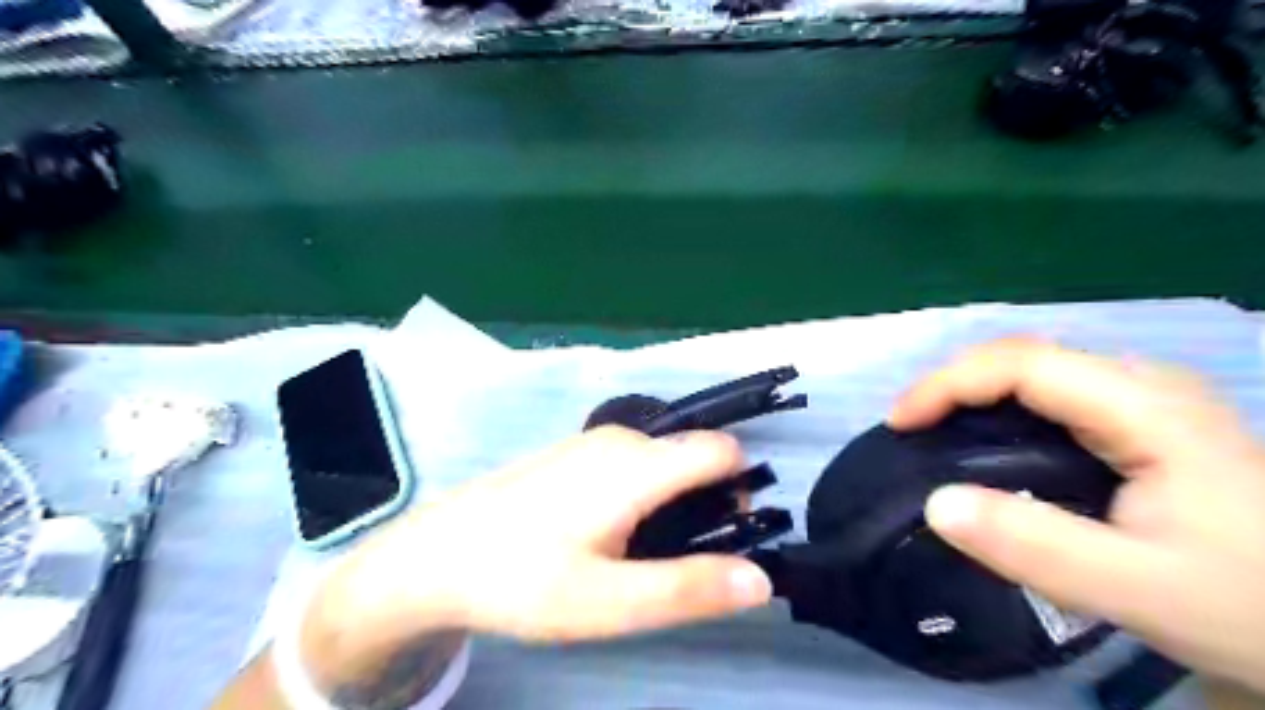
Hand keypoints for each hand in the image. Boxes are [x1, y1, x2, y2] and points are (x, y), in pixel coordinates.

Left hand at [299, 424, 770, 668]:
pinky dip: (642, 494)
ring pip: (663, 462)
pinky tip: (602, 535)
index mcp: (638, 465)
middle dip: (704, 504)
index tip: (724, 537)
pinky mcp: (574, 453)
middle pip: (694, 457)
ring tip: (634, 556)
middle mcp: (621, 439)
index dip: (739, 490)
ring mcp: (593, 442)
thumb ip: (689, 588)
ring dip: (671, 503)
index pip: (722, 451)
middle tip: (670, 563)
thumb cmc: (523, 579)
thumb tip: (762, 579)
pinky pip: (633, 464)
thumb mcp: (610, 602)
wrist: (436, 555)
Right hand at [881, 336, 1264, 692]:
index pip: (1020, 362)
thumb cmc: (1251, 604)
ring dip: (972, 396)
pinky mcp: (1142, 423)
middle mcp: (1142, 385)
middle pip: (1022, 356)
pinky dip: (999, 412)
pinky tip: (986, 446)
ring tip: (932, 434)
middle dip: (952, 385)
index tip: (898, 423)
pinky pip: (1050, 397)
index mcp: (1144, 407)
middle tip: (909, 430)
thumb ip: (1035, 547)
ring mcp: (1145, 401)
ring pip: (1034, 373)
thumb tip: (934, 504)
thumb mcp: (1141, 589)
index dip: (946, 383)